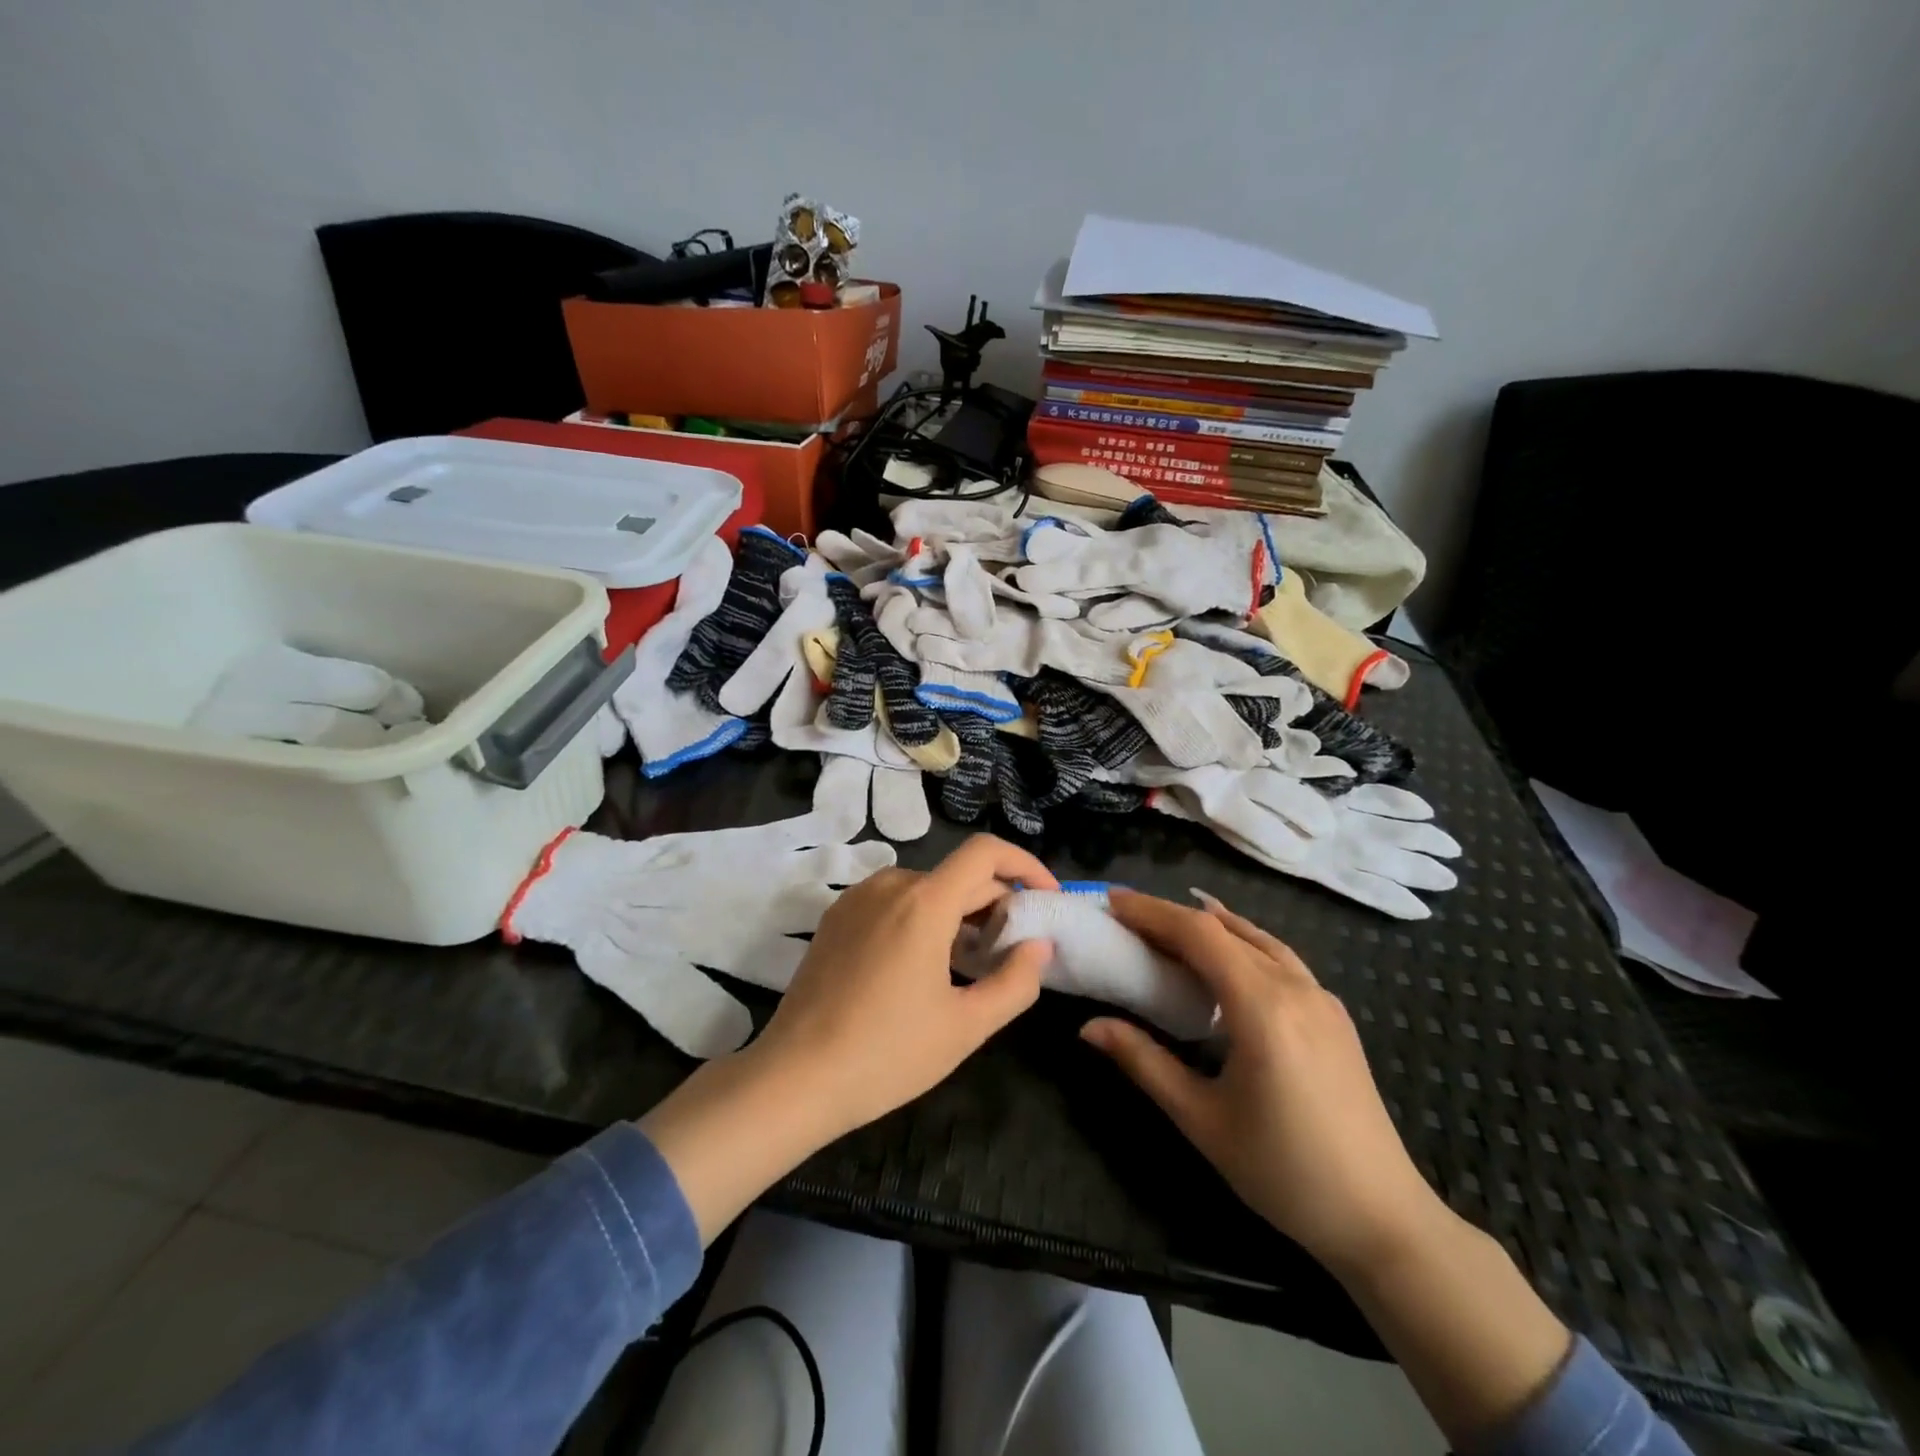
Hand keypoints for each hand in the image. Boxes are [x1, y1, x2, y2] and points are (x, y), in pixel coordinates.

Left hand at [755, 834, 1058, 1135]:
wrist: (794, 1077)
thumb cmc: (887, 1054)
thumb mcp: (966, 1026)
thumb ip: (1015, 981)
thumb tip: (1039, 946)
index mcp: (924, 902)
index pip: (986, 852)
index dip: (1025, 865)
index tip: (1046, 897)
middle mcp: (890, 885)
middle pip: (958, 875)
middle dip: (996, 903)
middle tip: (1014, 949)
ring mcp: (857, 898)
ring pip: (927, 889)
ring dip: (960, 913)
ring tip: (972, 962)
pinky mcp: (836, 917)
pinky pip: (894, 902)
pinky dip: (923, 918)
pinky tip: (925, 964)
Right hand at [1081, 888, 1446, 1274]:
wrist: (1384, 1219)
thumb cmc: (1285, 1172)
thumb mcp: (1201, 1120)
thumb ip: (1144, 1063)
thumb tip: (1089, 1027)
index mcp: (1262, 1007)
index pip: (1198, 935)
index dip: (1152, 912)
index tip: (1112, 902)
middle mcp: (1295, 988)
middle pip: (1224, 930)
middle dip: (1171, 916)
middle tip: (1126, 917)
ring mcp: (1321, 998)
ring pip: (1256, 938)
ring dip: (1208, 924)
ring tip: (1167, 927)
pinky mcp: (1334, 1015)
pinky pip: (1280, 957)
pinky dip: (1242, 941)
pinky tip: (1228, 956)